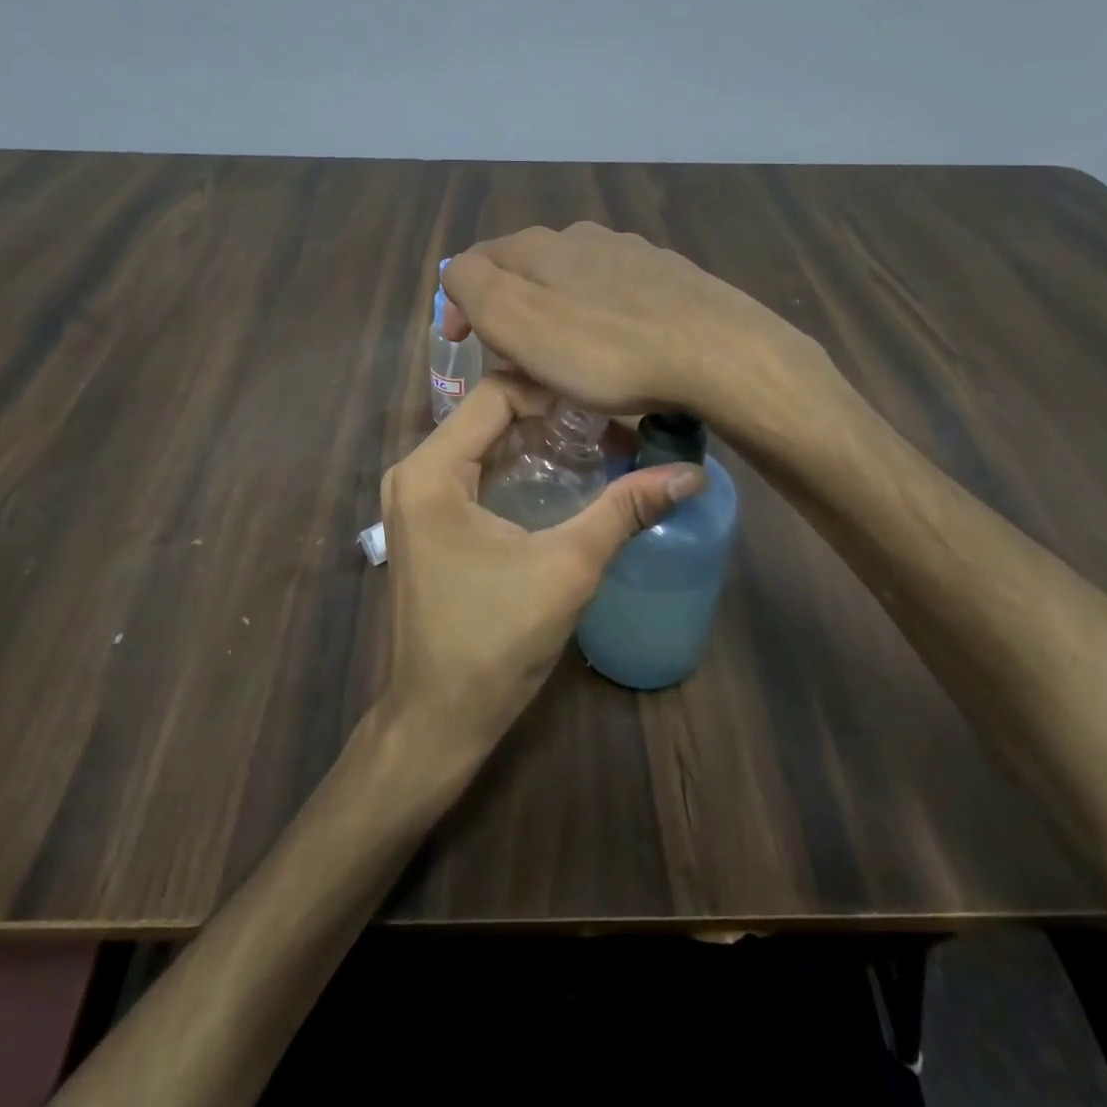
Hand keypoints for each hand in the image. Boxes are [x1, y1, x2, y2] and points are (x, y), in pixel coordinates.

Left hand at [379, 374, 701, 751]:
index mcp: (431, 470)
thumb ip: (625, 509)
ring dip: (538, 440)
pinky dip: (517, 466)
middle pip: (489, 414)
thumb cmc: (495, 640)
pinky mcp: (426, 522)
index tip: (610, 403)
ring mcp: (416, 498)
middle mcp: (414, 471)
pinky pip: (474, 472)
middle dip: (552, 414)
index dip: (555, 389)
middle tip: (613, 425)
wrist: (440, 717)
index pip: (496, 392)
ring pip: (483, 442)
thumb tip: (691, 473)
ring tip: (599, 446)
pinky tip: (565, 478)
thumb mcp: (567, 567)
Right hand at [441, 222, 815, 420]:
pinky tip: (616, 350)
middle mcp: (584, 237)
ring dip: (554, 317)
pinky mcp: (670, 280)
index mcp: (540, 245)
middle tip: (512, 362)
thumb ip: (473, 287)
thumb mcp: (516, 320)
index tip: (464, 347)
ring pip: (572, 282)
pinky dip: (599, 321)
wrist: (716, 354)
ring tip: (564, 362)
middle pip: (526, 271)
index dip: (460, 304)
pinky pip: (615, 298)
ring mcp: (632, 254)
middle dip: (509, 313)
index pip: (476, 260)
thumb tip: (459, 275)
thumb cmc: (604, 348)